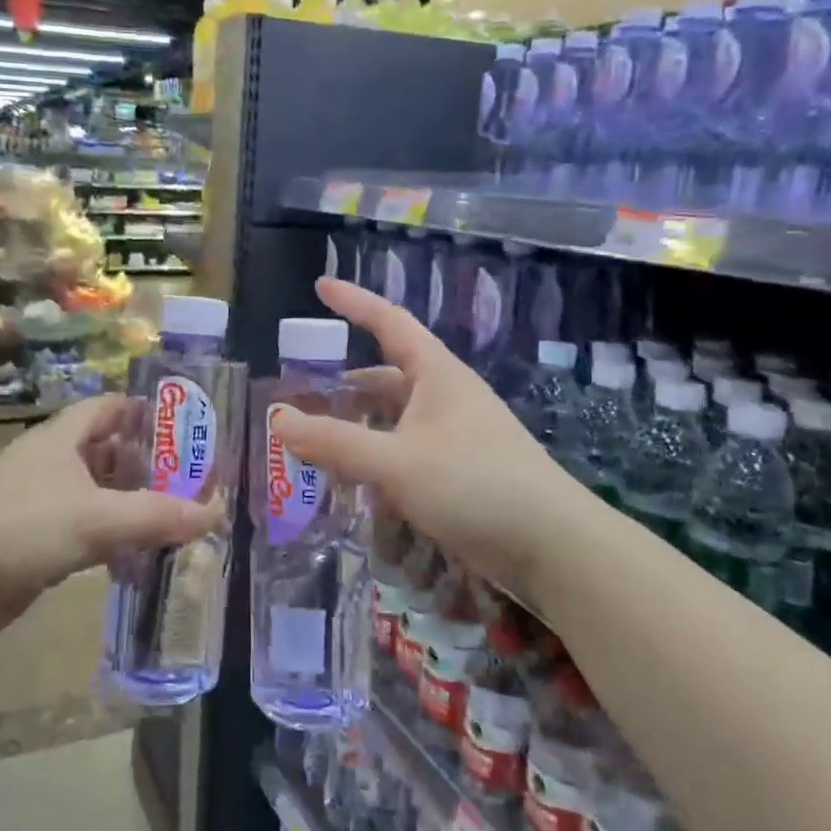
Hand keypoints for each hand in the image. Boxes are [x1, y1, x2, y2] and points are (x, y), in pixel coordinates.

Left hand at [0, 394, 220, 640]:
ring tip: (172, 518)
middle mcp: (51, 462)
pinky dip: (110, 538)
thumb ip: (158, 515)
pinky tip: (134, 559)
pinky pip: (83, 528)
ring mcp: (40, 501)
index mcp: (61, 438)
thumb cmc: (24, 527)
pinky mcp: (34, 538)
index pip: (109, 408)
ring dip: (130, 505)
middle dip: (147, 466)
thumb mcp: (97, 518)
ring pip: (97, 493)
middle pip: (108, 451)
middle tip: (189, 481)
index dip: (145, 412)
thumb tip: (216, 512)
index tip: (184, 429)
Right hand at [269, 278, 575, 593]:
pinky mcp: (458, 470)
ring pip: (392, 421)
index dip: (354, 302)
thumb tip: (278, 420)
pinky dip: (377, 461)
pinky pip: (405, 453)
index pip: (389, 322)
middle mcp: (444, 397)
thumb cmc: (475, 484)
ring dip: (357, 431)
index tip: (320, 285)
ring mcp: (453, 435)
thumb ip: (336, 443)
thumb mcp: (397, 463)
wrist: (552, 545)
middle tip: (299, 400)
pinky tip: (356, 486)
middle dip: (342, 388)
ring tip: (317, 448)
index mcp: (436, 375)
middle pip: (383, 379)